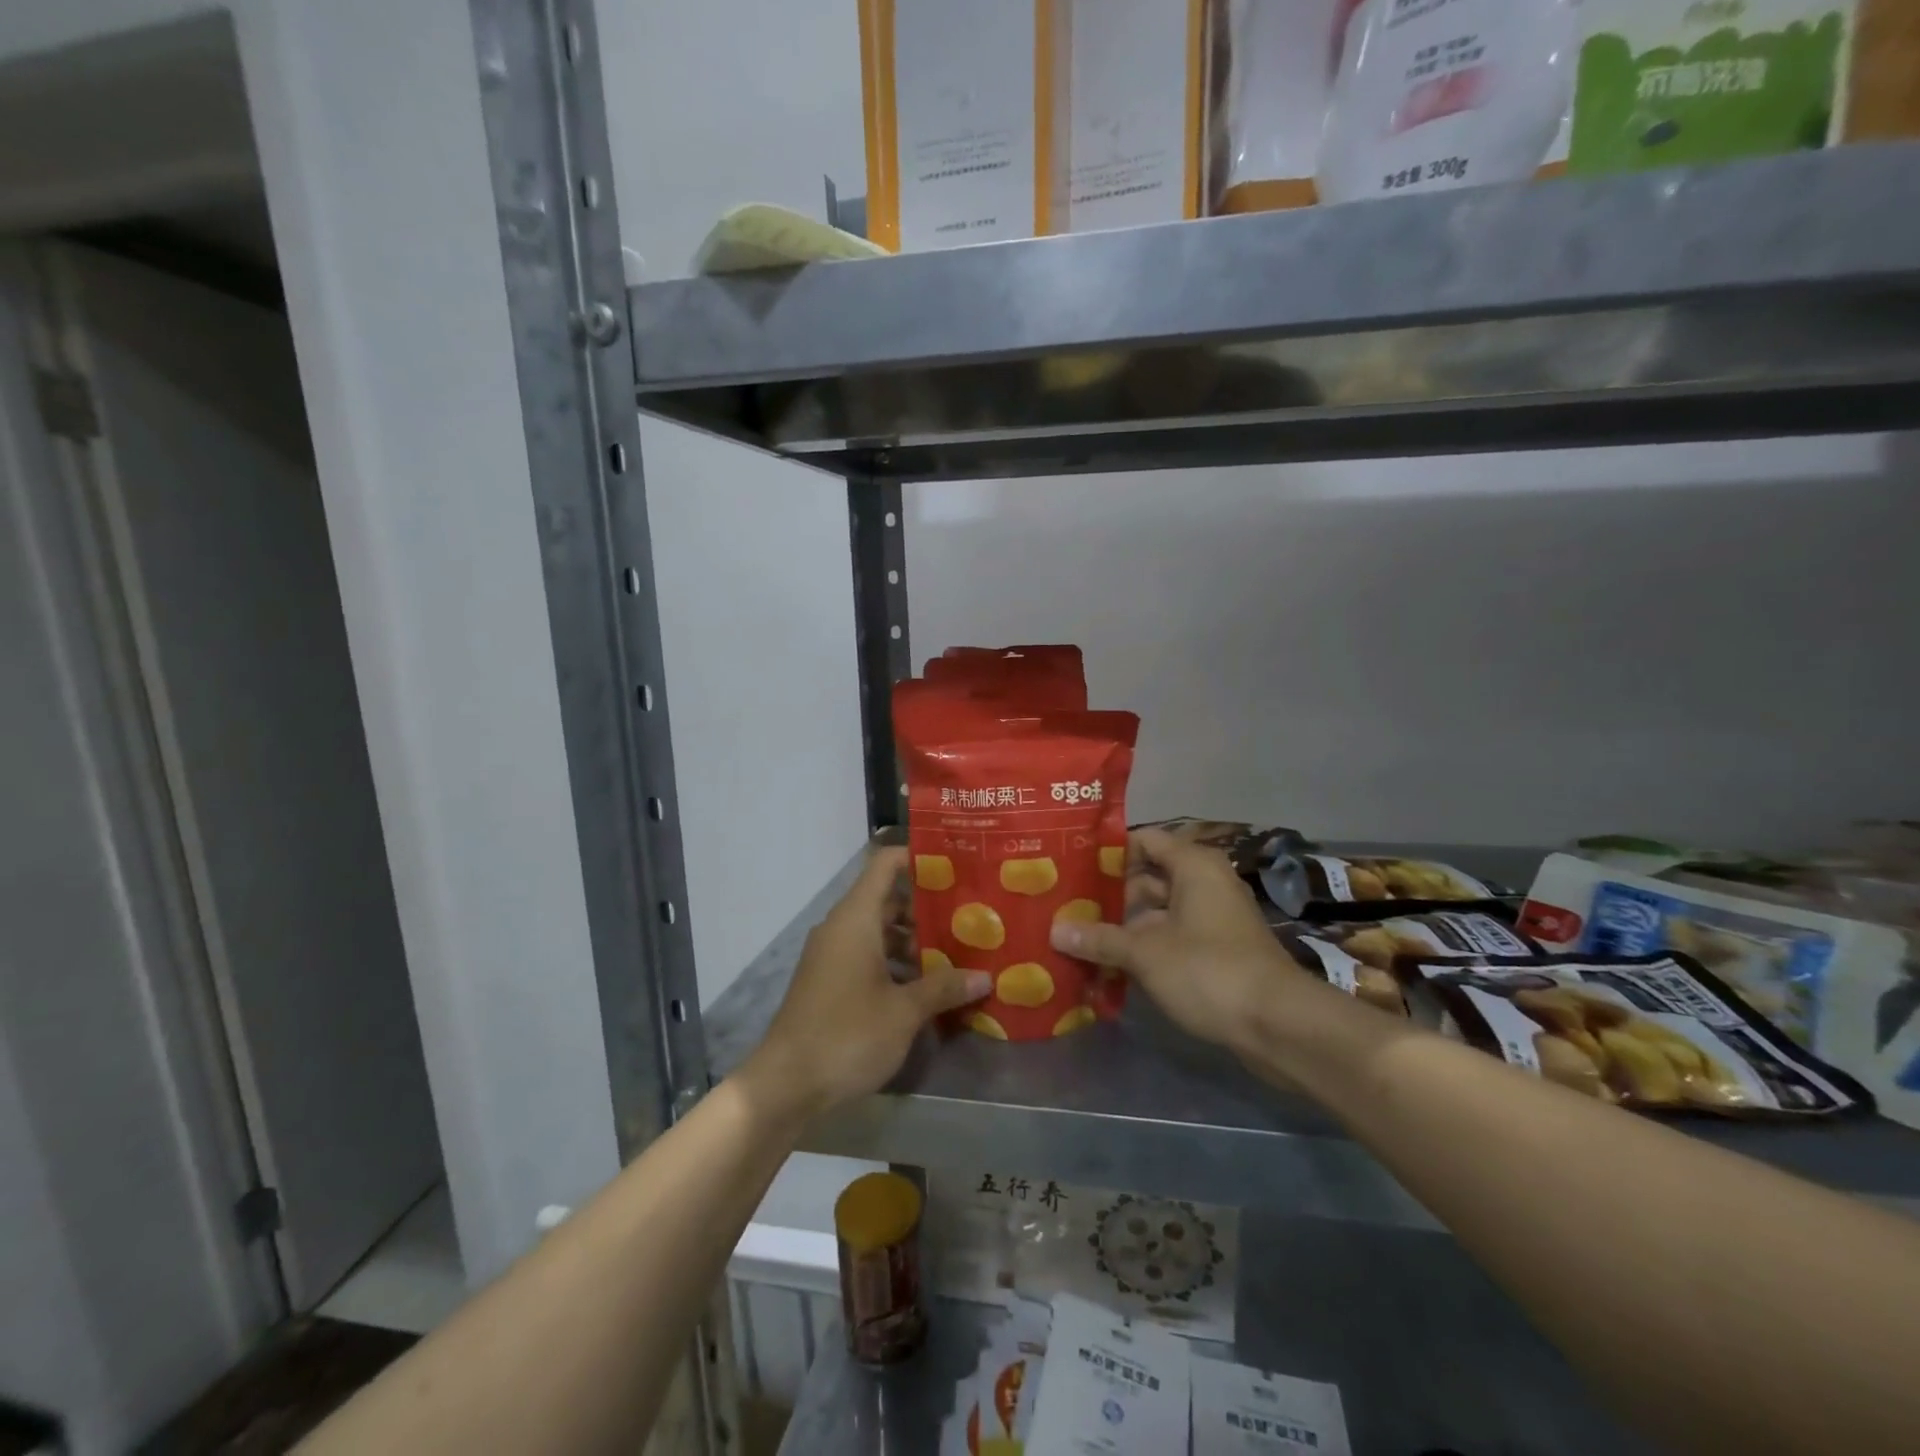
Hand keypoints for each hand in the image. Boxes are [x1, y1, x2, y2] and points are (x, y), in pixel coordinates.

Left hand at [743, 847, 990, 1122]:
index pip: (885, 864)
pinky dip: (896, 963)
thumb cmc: (847, 1034)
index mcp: (856, 918)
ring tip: (958, 952)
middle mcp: (842, 927)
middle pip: (888, 899)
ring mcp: (833, 955)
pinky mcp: (830, 981)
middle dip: (928, 907)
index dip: (918, 858)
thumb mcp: (904, 1012)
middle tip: (971, 915)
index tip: (957, 865)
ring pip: (880, 931)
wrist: (785, 1085)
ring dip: (915, 940)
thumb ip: (944, 987)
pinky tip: (927, 987)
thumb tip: (984, 977)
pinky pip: (868, 956)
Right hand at [1050, 827, 1305, 1051]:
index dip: (1109, 851)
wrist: (1279, 1025)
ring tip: (1081, 937)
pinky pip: (1173, 937)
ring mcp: (1214, 919)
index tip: (1072, 865)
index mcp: (1193, 866)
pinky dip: (1146, 946)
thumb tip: (1055, 931)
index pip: (1144, 840)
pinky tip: (1111, 966)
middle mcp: (1206, 883)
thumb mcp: (1145, 953)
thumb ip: (1099, 939)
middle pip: (1149, 877)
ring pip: (1159, 911)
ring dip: (1125, 925)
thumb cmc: (1209, 970)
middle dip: (1110, 893)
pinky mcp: (1218, 951)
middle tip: (1068, 906)